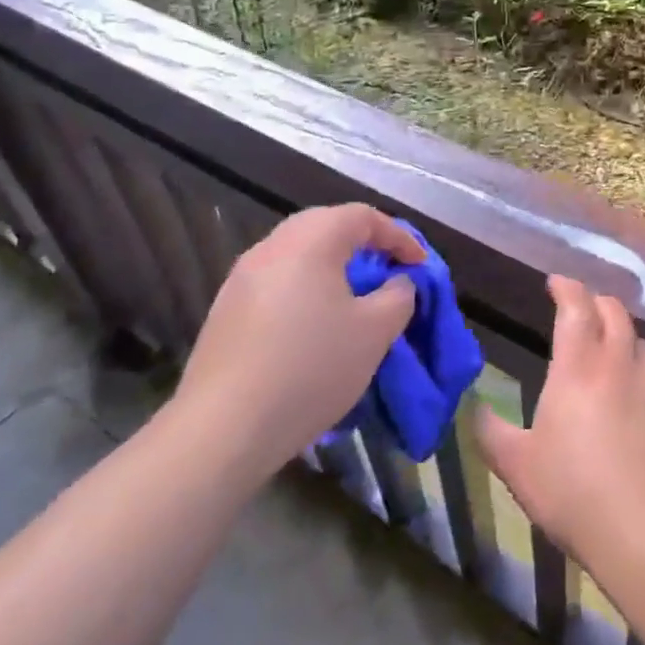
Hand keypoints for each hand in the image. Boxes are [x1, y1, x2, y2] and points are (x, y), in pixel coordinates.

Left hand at [173, 204, 423, 475]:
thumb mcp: (375, 332)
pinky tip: (313, 326)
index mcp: (311, 240)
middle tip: (388, 273)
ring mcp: (241, 277)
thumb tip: (397, 282)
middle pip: (326, 227)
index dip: (399, 237)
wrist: (224, 427)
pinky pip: (276, 283)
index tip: (420, 266)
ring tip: (353, 299)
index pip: (363, 217)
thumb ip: (398, 296)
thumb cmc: (311, 367)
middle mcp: (272, 246)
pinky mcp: (225, 310)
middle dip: (363, 245)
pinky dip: (304, 290)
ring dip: (331, 268)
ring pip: (298, 255)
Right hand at [475, 276, 644, 575]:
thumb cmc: (574, 491)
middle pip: (615, 314)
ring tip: (608, 345)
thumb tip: (474, 408)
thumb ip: (491, 432)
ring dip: (623, 334)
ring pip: (641, 343)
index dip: (567, 288)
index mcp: (579, 368)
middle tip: (581, 307)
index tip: (555, 282)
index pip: (576, 308)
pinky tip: (630, 399)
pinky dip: (639, 373)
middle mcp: (619, 368)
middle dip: (597, 302)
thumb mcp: (517, 466)